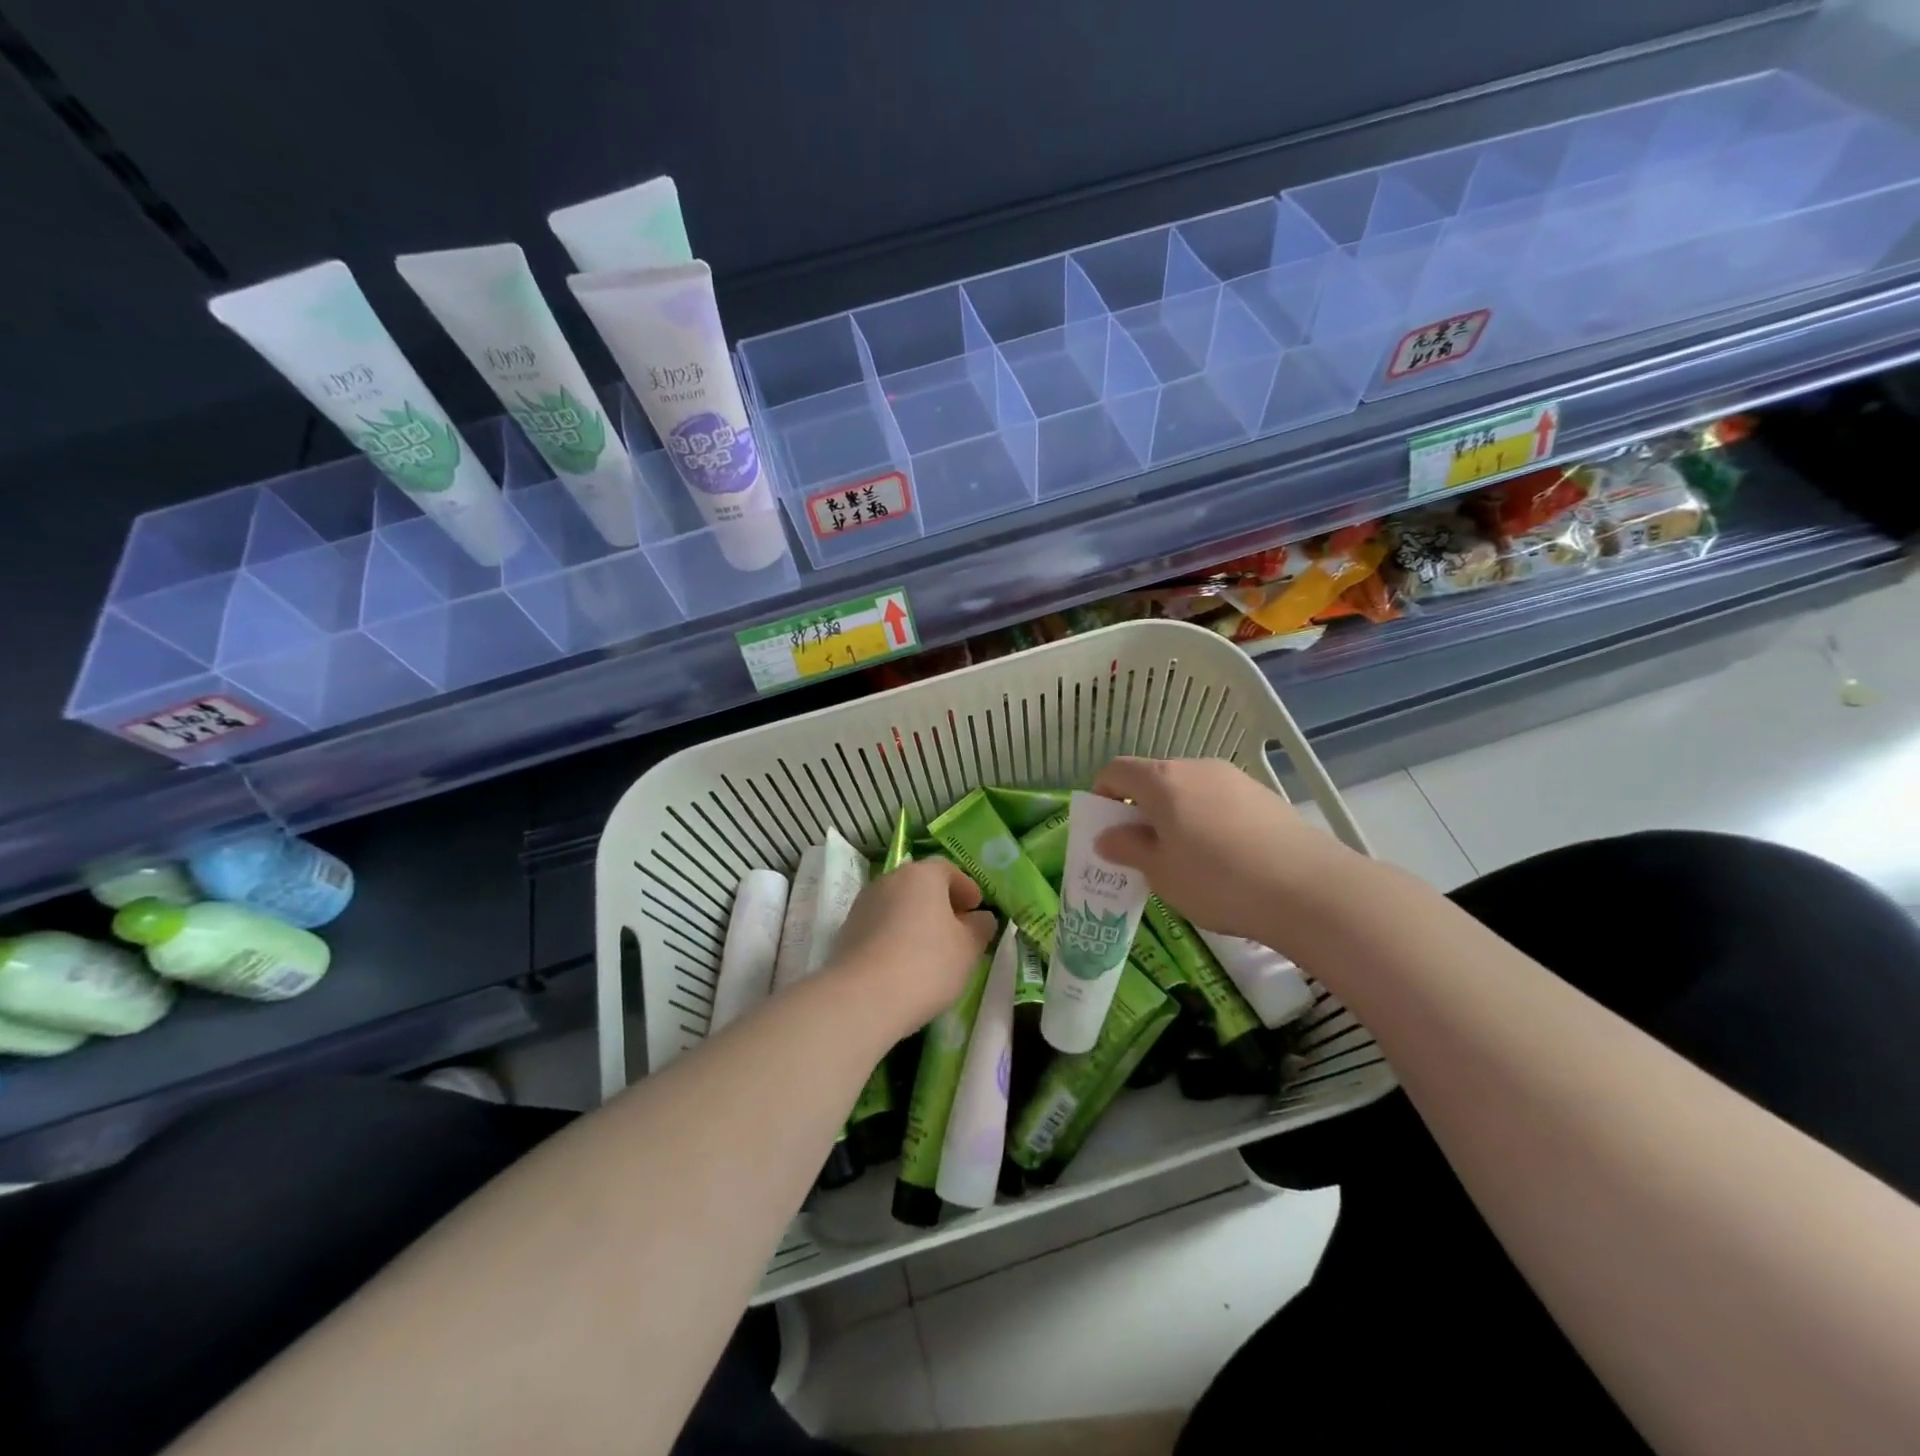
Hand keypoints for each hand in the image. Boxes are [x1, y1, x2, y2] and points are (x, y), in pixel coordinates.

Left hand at [824, 859, 996, 1036]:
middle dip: (940, 903)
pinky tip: (904, 963)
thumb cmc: (927, 964)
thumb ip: (980, 927)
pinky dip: (895, 936)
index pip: (948, 869)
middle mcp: (889, 880)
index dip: (966, 888)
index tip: (977, 909)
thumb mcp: (968, 948)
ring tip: (931, 949)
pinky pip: (880, 926)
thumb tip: (980, 918)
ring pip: (898, 905)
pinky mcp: (847, 931)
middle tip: (957, 929)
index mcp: (921, 875)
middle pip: (920, 885)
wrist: (863, 997)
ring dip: (916, 920)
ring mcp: (863, 904)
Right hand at [1091, 756, 1364, 943]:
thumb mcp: (1161, 872)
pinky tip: (1223, 858)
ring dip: (1175, 815)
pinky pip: (1218, 800)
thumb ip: (1128, 848)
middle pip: (1154, 778)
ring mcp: (1234, 778)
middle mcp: (1196, 767)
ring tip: (1185, 858)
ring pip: (1188, 790)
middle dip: (1139, 809)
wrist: (1308, 889)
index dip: (1102, 795)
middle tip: (1143, 850)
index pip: (1116, 771)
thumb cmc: (1217, 880)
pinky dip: (1206, 819)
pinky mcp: (1263, 796)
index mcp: (1163, 780)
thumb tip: (1107, 836)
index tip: (1105, 829)